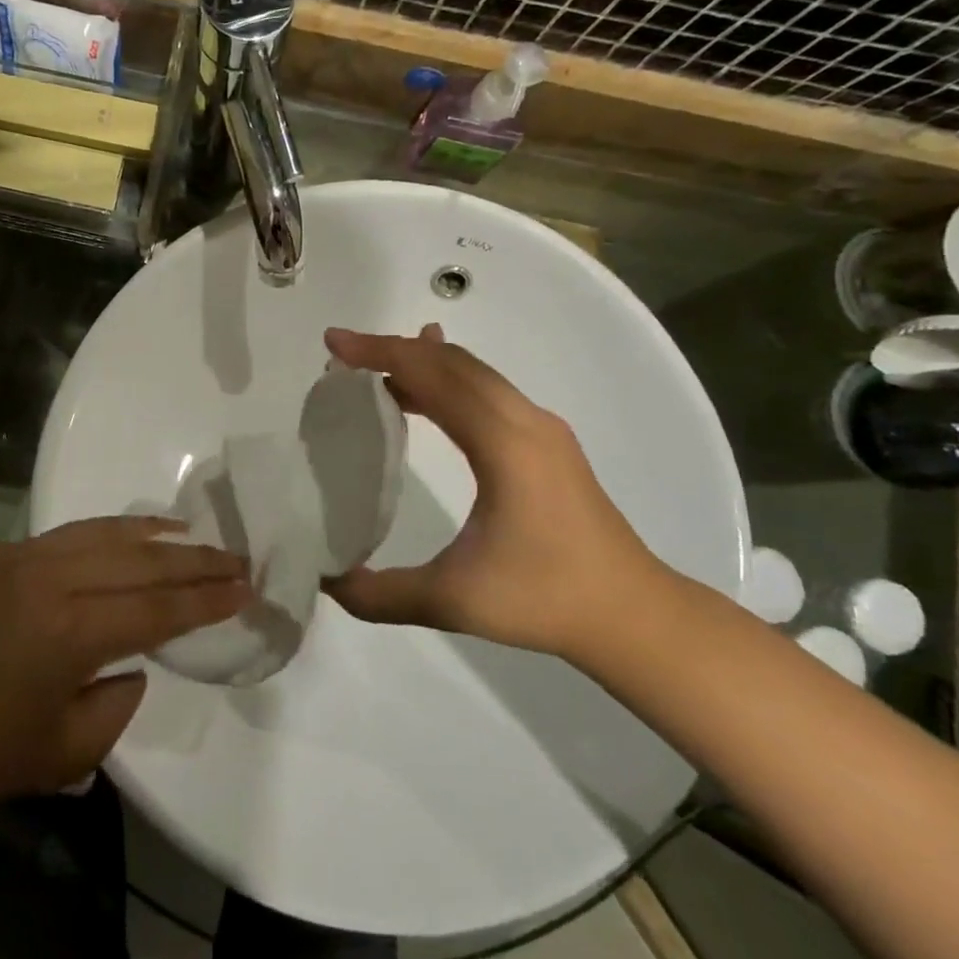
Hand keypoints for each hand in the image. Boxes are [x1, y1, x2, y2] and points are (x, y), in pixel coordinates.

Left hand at [0, 518, 248, 845]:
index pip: (157, 608)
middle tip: (236, 556)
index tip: (246, 587)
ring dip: (152, 534)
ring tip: (192, 532)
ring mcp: (18, 557)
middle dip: (194, 561)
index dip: (206, 599)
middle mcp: (48, 579)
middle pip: (138, 561)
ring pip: (102, 533)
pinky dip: (103, 535)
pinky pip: (63, 536)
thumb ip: (121, 698)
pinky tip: (125, 536)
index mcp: (69, 633)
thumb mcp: (71, 750)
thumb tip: (134, 658)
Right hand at [321, 325, 667, 660]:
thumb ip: (381, 595)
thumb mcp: (453, 601)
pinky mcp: (547, 442)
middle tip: (343, 355)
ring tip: (373, 368)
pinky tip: (426, 393)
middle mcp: (524, 421)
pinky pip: (488, 391)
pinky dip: (447, 381)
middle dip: (393, 349)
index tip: (334, 344)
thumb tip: (324, 582)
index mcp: (503, 443)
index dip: (380, 353)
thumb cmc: (544, 599)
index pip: (433, 375)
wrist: (633, 614)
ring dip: (422, 363)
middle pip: (452, 363)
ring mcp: (541, 429)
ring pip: (473, 373)